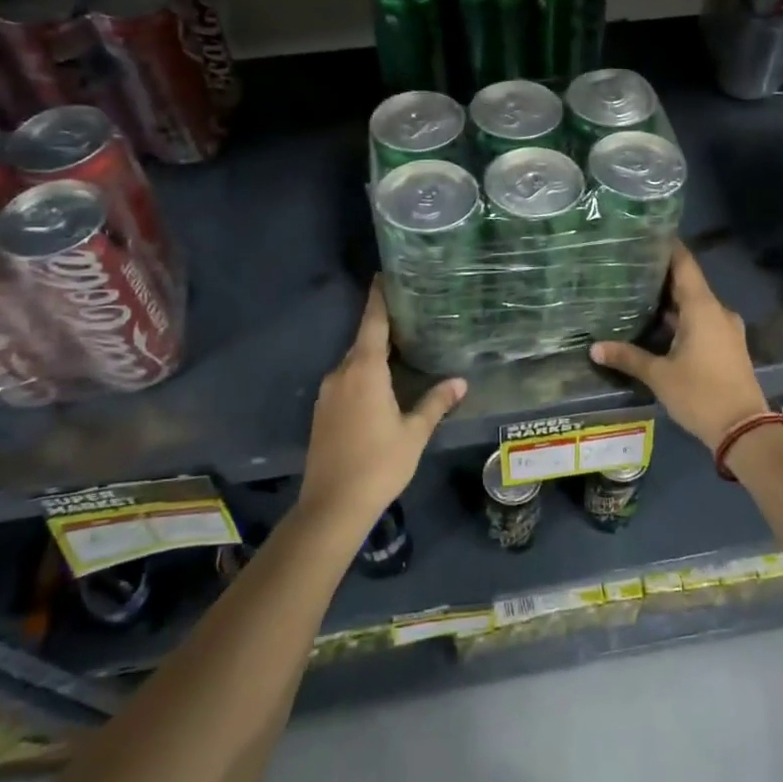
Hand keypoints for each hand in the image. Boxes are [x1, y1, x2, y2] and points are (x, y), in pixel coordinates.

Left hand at [301, 282, 466, 530]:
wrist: (333, 504)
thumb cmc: (379, 463)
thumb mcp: (414, 433)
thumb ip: (436, 403)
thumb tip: (461, 382)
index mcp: (364, 371)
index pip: (372, 323)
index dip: (379, 299)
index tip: (383, 276)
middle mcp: (341, 374)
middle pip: (362, 342)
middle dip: (382, 329)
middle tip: (408, 319)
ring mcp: (327, 393)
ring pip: (353, 364)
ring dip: (372, 356)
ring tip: (399, 352)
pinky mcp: (321, 412)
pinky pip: (345, 382)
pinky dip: (361, 376)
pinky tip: (379, 388)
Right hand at [590, 243, 767, 451]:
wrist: (745, 430)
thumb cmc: (700, 394)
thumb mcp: (659, 376)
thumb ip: (628, 357)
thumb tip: (594, 348)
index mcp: (702, 308)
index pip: (684, 264)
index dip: (667, 247)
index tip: (645, 235)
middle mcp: (717, 311)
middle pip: (688, 283)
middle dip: (661, 276)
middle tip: (630, 267)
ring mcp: (726, 329)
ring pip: (695, 304)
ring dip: (671, 300)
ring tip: (638, 294)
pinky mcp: (727, 345)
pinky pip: (702, 321)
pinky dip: (682, 318)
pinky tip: (659, 324)